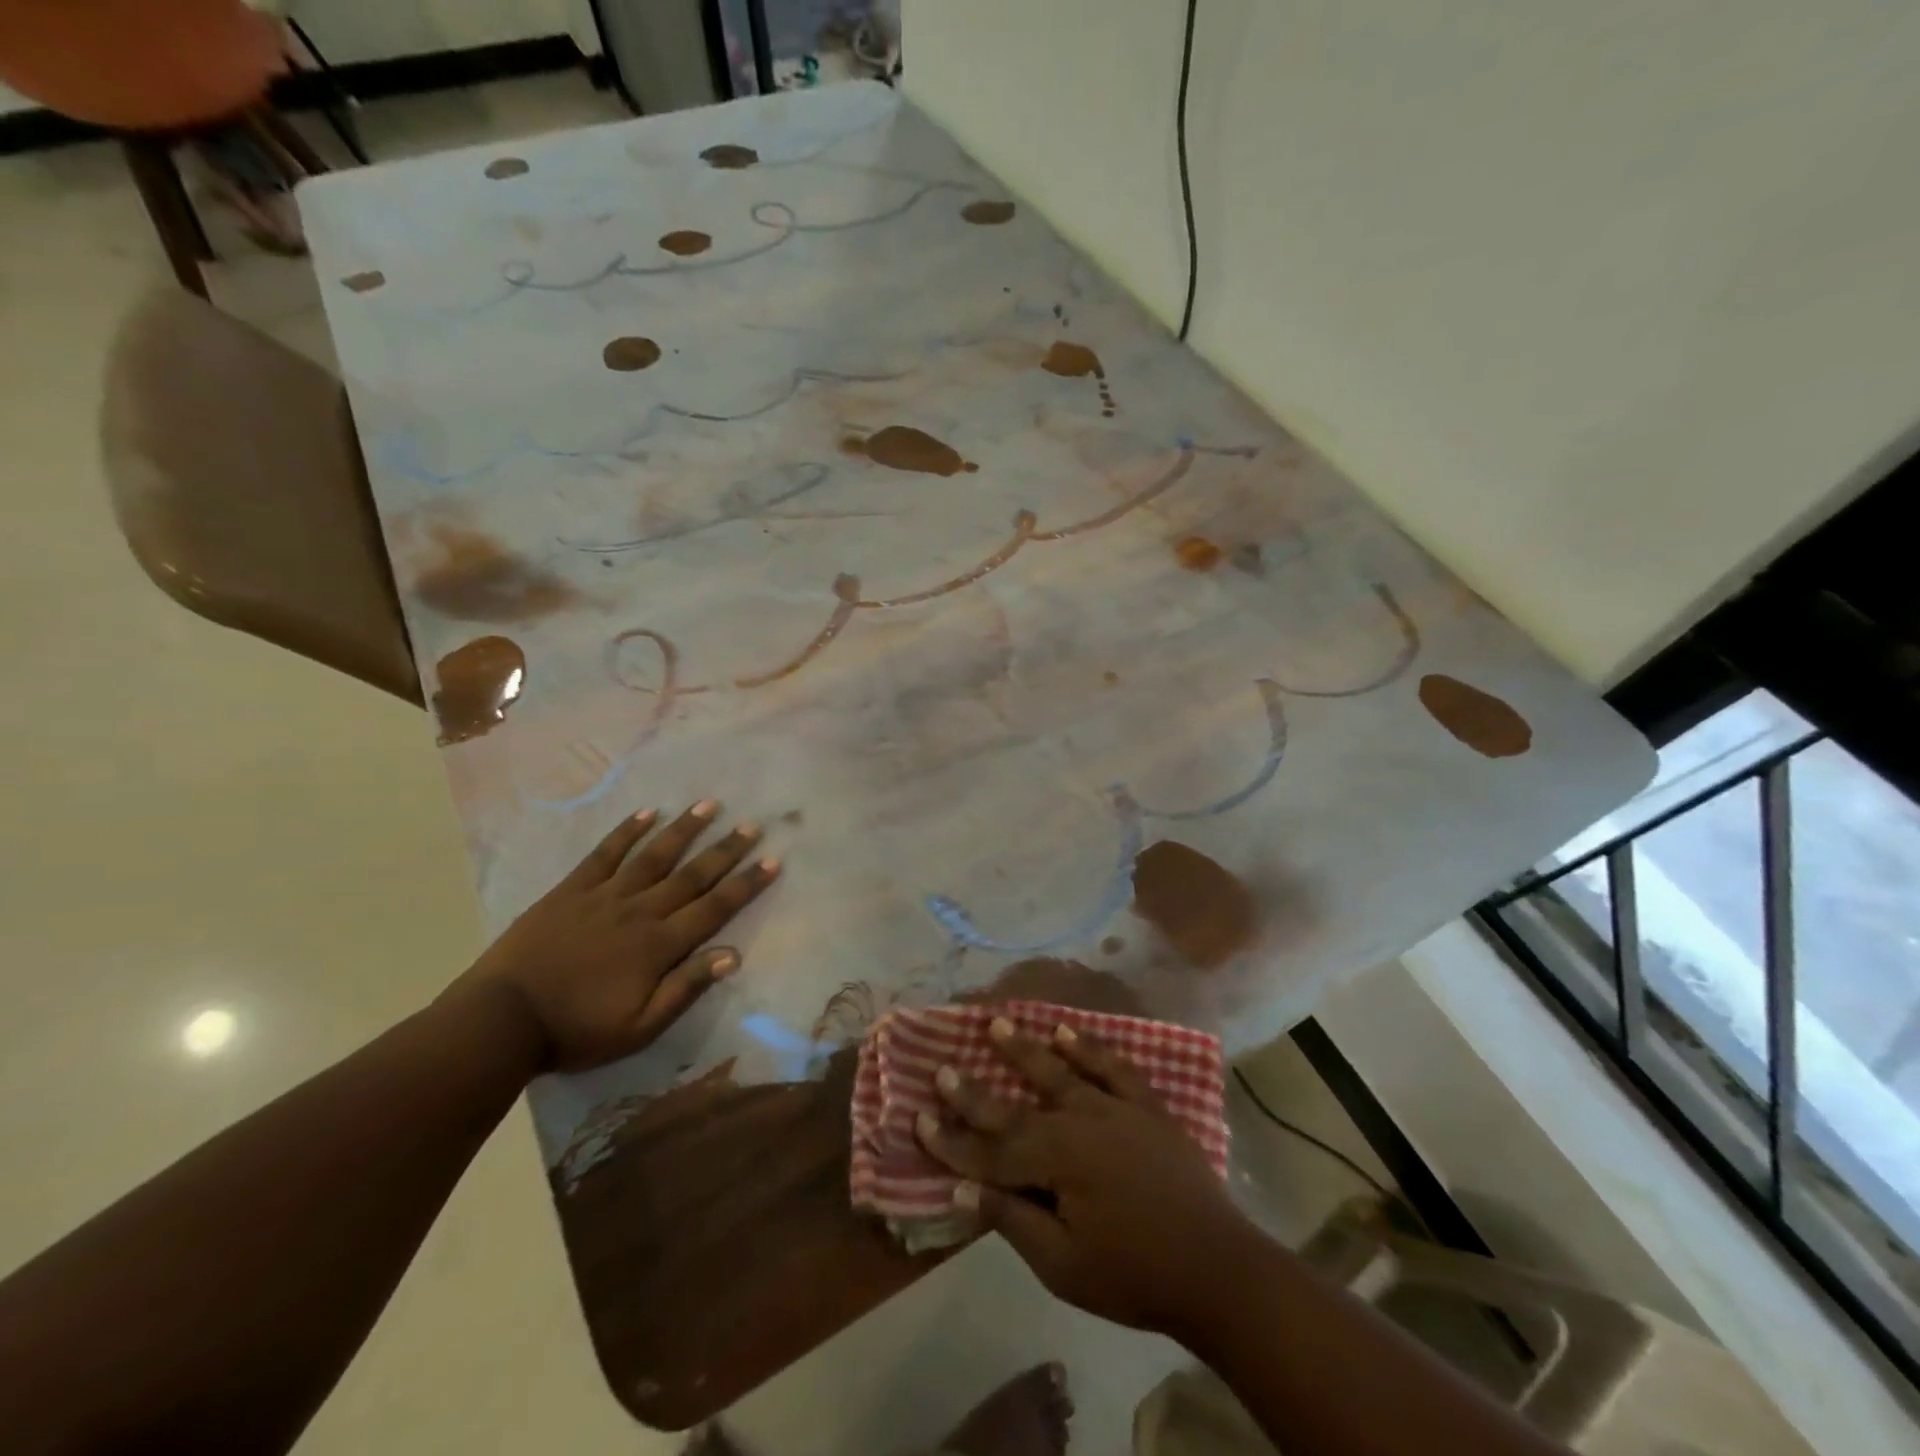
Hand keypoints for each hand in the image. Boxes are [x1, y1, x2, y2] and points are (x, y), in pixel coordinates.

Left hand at [453, 800, 779, 1071]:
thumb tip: (733, 954)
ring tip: (709, 805)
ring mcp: (604, 896)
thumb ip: (686, 987)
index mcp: (659, 945)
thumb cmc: (576, 1030)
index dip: (746, 884)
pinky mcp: (572, 890)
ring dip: (684, 830)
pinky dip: (627, 832)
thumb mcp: (640, 1026)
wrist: (502, 1020)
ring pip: (654, 856)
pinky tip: (647, 813)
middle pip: (691, 875)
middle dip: (725, 850)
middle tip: (751, 825)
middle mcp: (640, 911)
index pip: (714, 908)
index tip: (772, 861)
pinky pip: (605, 854)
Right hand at [915, 1020, 1254, 1334]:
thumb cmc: (1134, 1276)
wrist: (1218, 1269)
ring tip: (998, 1023)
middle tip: (943, 1066)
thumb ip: (1013, 1220)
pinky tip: (1066, 1031)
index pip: (991, 1151)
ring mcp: (1115, 1108)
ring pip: (1060, 1071)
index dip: (952, 1140)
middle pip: (1017, 1105)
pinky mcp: (1146, 1106)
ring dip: (1025, 1049)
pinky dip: (1088, 1047)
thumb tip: (963, 1187)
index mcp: (1057, 1161)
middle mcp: (1080, 1122)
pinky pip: (1112, 1067)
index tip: (918, 1119)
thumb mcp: (1063, 1265)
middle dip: (975, 1091)